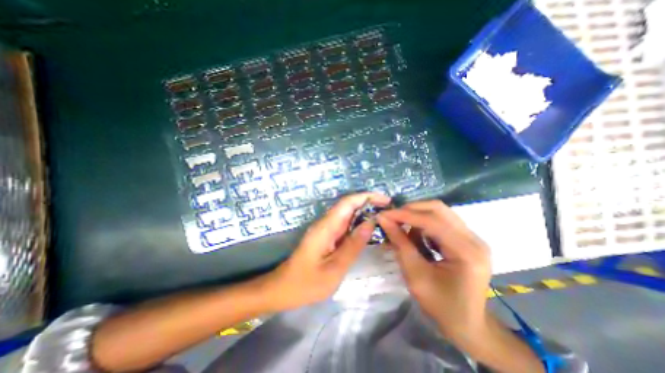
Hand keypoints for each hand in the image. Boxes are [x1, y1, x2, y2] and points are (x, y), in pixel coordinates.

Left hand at [266, 192, 390, 311]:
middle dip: (369, 203)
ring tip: (384, 217)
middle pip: (348, 205)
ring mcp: (325, 229)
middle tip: (389, 210)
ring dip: (365, 212)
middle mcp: (325, 223)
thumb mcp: (334, 268)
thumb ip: (353, 245)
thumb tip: (371, 222)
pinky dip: (358, 223)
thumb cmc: (306, 283)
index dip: (367, 197)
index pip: (348, 202)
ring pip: (347, 214)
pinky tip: (369, 229)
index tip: (386, 200)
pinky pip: (344, 224)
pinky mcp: (326, 236)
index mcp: (326, 227)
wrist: (283, 289)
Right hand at [376, 201, 489, 340]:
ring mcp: (472, 237)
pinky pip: (441, 221)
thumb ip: (400, 243)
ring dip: (416, 216)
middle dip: (410, 210)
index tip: (383, 214)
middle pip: (438, 208)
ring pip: (439, 212)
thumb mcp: (415, 276)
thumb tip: (383, 220)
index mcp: (466, 252)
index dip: (405, 215)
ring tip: (402, 229)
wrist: (469, 325)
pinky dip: (423, 224)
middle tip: (392, 218)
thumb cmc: (441, 306)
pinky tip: (416, 237)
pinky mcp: (466, 238)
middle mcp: (474, 239)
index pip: (432, 221)